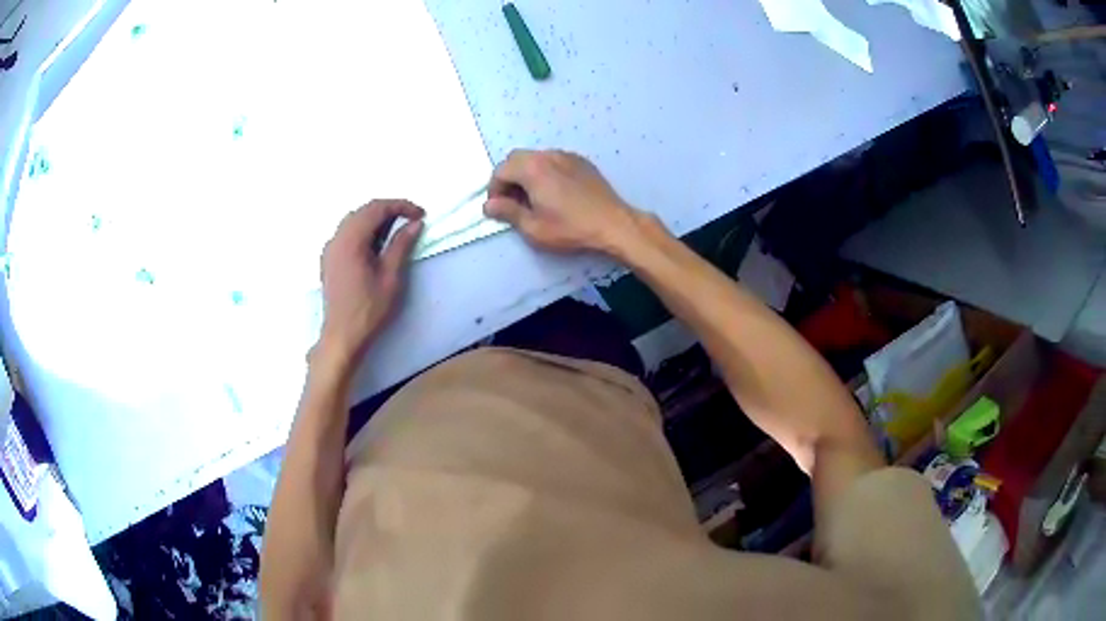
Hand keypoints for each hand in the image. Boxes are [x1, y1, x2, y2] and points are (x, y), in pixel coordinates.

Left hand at [318, 199, 423, 364]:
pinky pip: (347, 233)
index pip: (376, 209)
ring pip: (354, 220)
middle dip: (389, 210)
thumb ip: (401, 245)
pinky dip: (364, 231)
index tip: (420, 214)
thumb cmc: (369, 309)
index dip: (400, 206)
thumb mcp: (390, 277)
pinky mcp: (329, 259)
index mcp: (350, 240)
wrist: (342, 335)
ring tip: (397, 232)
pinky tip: (377, 245)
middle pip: (363, 211)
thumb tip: (415, 223)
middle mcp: (336, 238)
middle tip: (411, 221)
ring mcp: (330, 248)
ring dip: (376, 220)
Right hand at [483, 149, 638, 253]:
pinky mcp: (581, 161)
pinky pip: (553, 160)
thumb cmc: (571, 228)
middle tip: (512, 202)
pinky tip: (554, 192)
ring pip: (535, 158)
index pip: (501, 171)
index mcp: (532, 168)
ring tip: (533, 198)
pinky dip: (545, 171)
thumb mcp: (534, 228)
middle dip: (508, 178)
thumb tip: (489, 205)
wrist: (613, 224)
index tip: (498, 208)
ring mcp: (566, 156)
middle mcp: (548, 155)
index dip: (494, 190)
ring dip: (526, 174)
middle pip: (516, 159)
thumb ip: (508, 212)